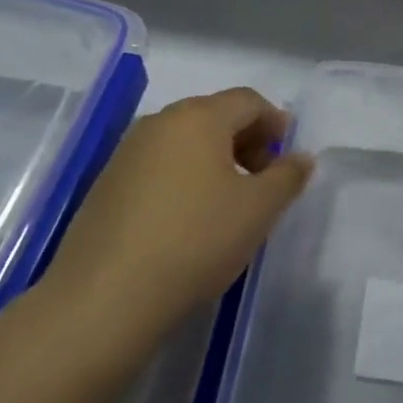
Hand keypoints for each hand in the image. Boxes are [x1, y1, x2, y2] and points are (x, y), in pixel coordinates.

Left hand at [35, 88, 313, 373]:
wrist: (102, 301)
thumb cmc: (195, 241)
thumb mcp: (258, 210)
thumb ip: (287, 176)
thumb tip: (301, 157)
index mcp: (199, 116)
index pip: (249, 101)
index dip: (275, 123)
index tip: (288, 156)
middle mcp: (161, 122)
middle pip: (215, 116)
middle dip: (246, 141)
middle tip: (263, 181)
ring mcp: (127, 153)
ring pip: (185, 142)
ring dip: (214, 161)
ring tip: (228, 204)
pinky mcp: (105, 186)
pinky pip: (158, 167)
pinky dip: (183, 179)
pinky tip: (188, 221)